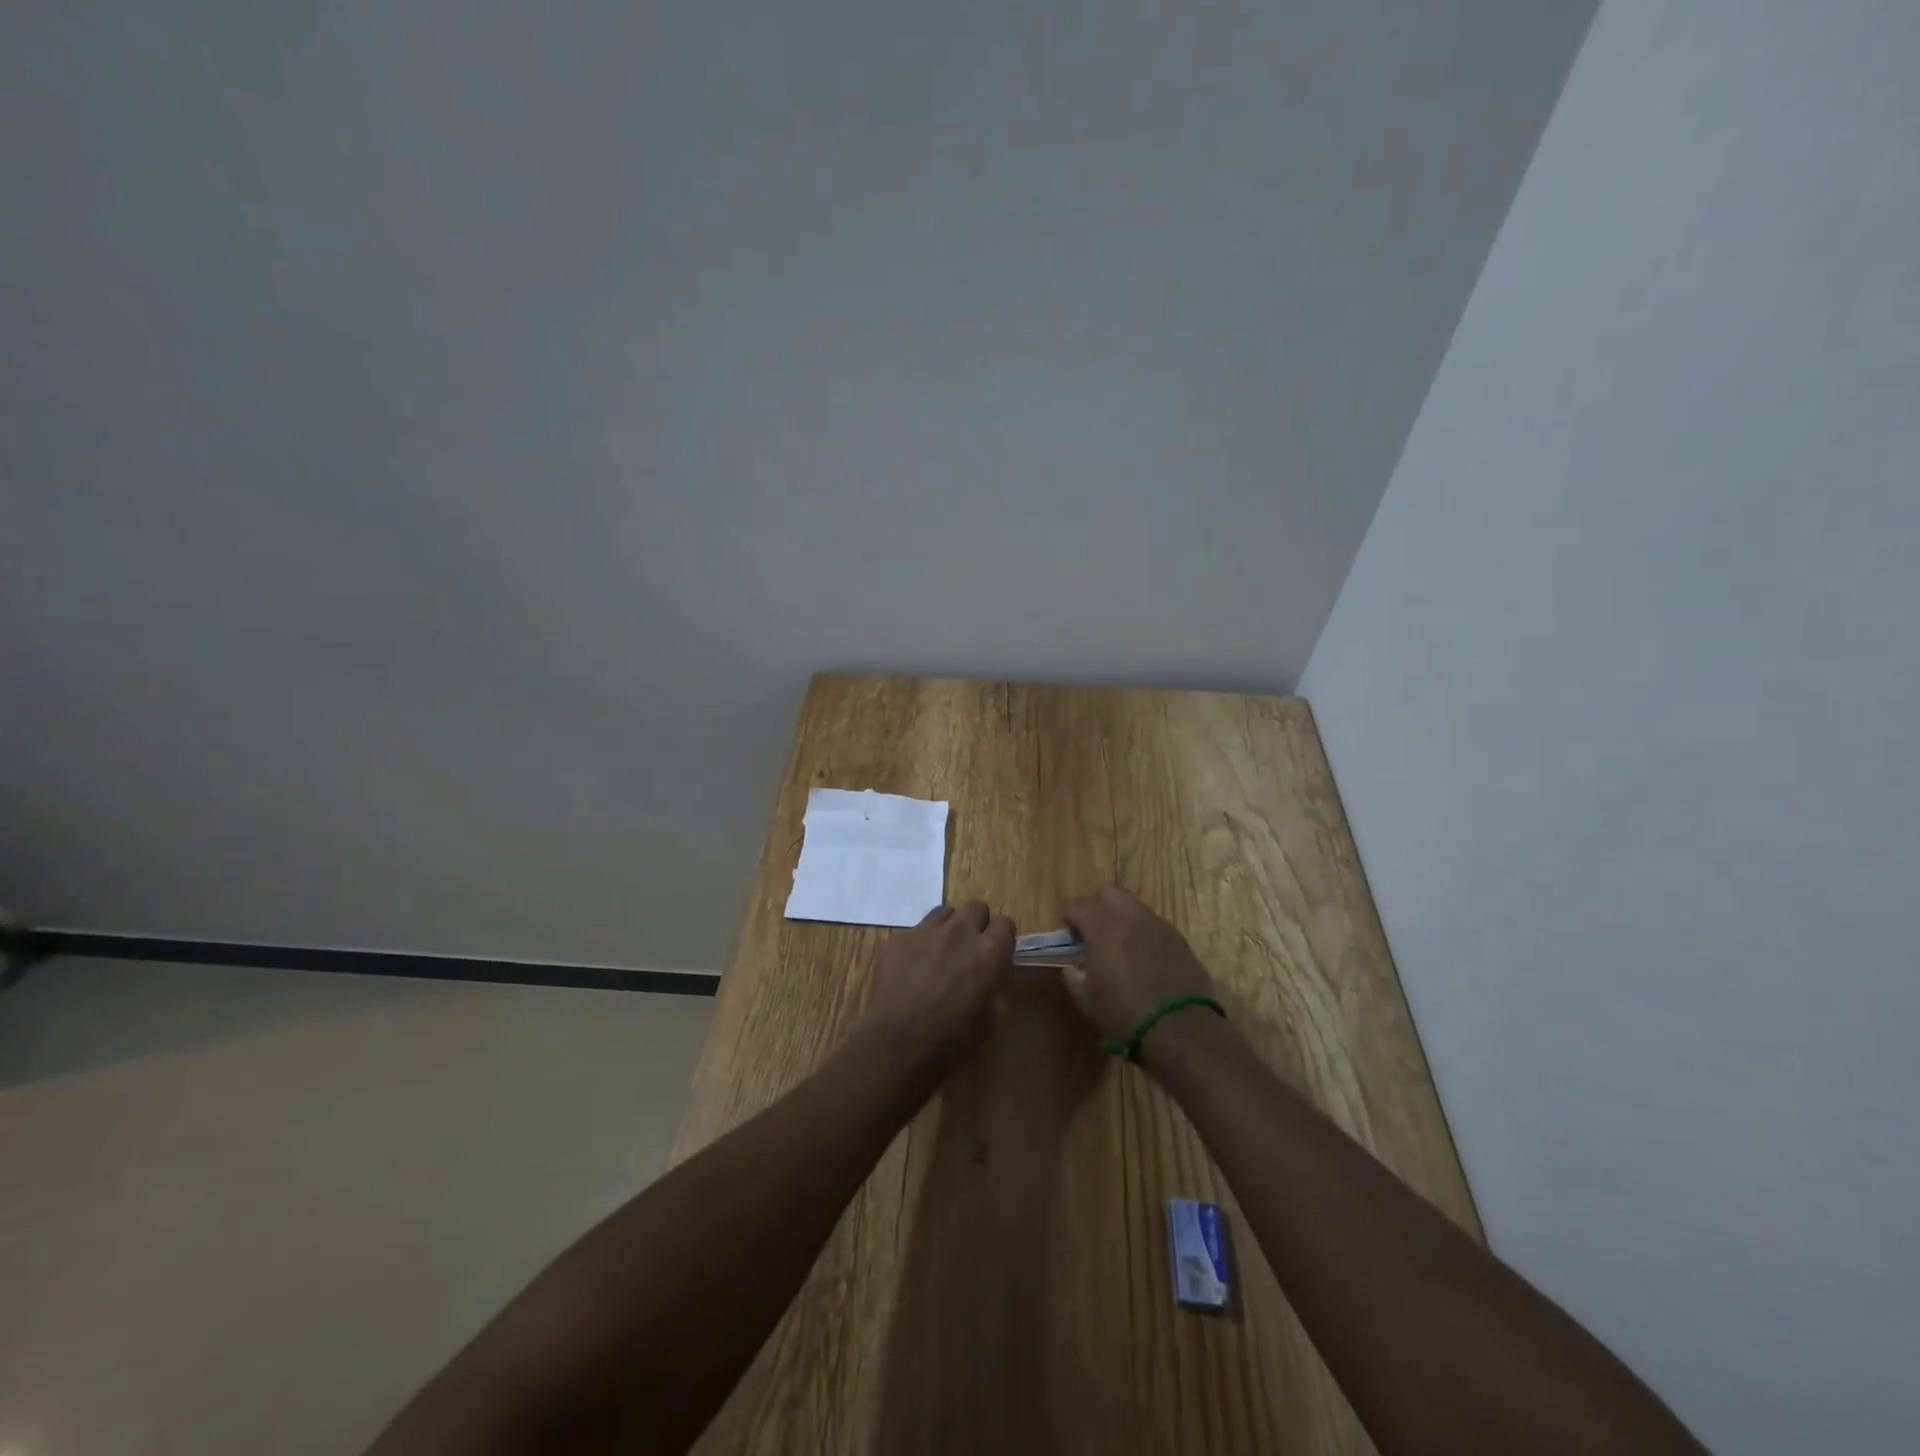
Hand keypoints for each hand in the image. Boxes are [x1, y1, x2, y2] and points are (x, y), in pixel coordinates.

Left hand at [859, 901, 1015, 1071]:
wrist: (899, 1042)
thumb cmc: (951, 1039)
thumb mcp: (988, 1017)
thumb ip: (992, 985)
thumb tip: (989, 976)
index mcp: (989, 952)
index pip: (1006, 923)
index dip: (1001, 938)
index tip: (996, 953)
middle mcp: (960, 932)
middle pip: (976, 907)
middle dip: (976, 924)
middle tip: (969, 949)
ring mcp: (926, 930)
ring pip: (945, 912)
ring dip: (948, 928)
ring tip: (939, 953)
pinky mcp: (899, 937)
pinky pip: (915, 930)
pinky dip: (919, 944)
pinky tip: (911, 967)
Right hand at [1059, 885, 1215, 1044]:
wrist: (1182, 1030)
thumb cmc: (1126, 1015)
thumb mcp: (1088, 1001)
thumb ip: (1074, 977)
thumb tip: (1073, 967)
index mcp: (1103, 927)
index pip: (1078, 905)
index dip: (1068, 917)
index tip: (1067, 933)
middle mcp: (1130, 916)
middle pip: (1108, 892)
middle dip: (1096, 906)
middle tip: (1092, 931)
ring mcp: (1158, 925)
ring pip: (1134, 905)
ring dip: (1121, 917)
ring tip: (1119, 945)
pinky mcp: (1179, 939)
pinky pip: (1154, 924)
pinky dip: (1142, 932)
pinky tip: (1143, 957)